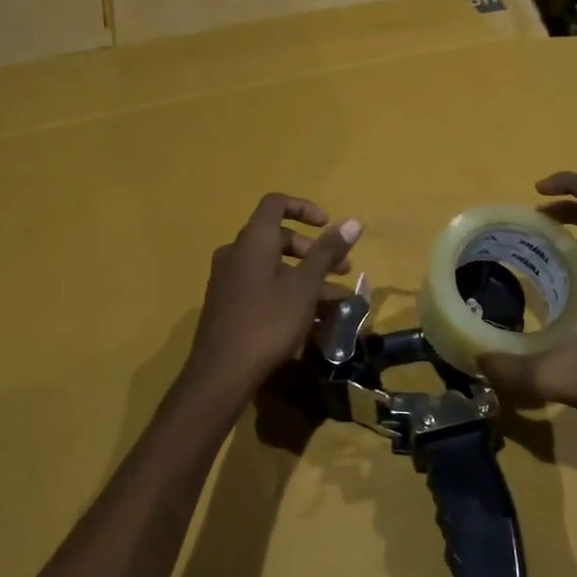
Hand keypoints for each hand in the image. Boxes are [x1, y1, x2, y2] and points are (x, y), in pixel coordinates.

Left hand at [185, 194, 362, 400]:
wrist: (222, 372)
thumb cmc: (268, 322)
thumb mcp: (305, 287)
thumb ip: (328, 252)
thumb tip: (354, 222)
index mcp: (253, 241)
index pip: (276, 204)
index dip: (304, 208)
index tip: (328, 226)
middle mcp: (236, 253)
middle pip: (277, 238)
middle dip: (313, 251)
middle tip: (340, 271)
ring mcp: (228, 279)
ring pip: (273, 266)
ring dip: (305, 277)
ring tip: (335, 301)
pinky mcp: (227, 303)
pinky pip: (262, 286)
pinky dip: (287, 292)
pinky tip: (310, 318)